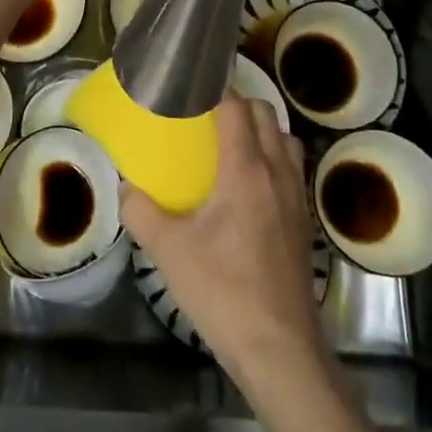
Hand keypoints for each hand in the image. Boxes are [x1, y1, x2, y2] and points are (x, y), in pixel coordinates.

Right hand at [122, 97, 328, 393]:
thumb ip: (141, 212)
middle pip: (266, 116)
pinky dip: (273, 158)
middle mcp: (277, 173)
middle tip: (207, 112)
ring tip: (231, 142)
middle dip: (239, 103)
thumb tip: (127, 188)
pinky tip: (250, 185)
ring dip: (261, 130)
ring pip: (285, 140)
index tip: (192, 84)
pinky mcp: (304, 221)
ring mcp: (297, 197)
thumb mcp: (168, 250)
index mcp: (246, 170)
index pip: (237, 108)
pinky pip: (291, 169)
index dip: (216, 89)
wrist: (279, 347)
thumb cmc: (222, 290)